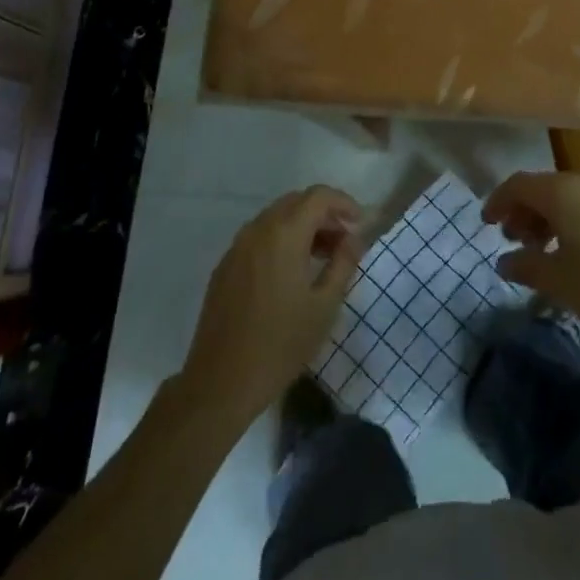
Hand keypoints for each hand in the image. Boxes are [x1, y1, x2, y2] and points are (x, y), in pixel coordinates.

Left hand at [179, 186, 362, 426]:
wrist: (220, 383)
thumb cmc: (280, 345)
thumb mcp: (324, 306)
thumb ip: (343, 264)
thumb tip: (354, 237)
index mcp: (284, 234)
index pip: (319, 196)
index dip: (343, 203)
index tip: (360, 224)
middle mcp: (258, 229)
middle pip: (296, 202)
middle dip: (324, 214)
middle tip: (343, 241)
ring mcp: (237, 246)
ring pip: (276, 218)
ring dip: (302, 226)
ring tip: (321, 257)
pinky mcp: (225, 265)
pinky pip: (259, 237)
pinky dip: (280, 240)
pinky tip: (290, 272)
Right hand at [482, 171, 579, 345]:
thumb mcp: (559, 281)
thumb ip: (526, 266)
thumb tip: (504, 261)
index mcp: (561, 191)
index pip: (518, 184)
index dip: (498, 201)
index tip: (486, 223)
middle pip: (544, 187)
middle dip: (524, 211)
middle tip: (515, 240)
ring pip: (569, 196)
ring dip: (549, 217)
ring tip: (544, 249)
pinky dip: (573, 220)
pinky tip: (577, 251)